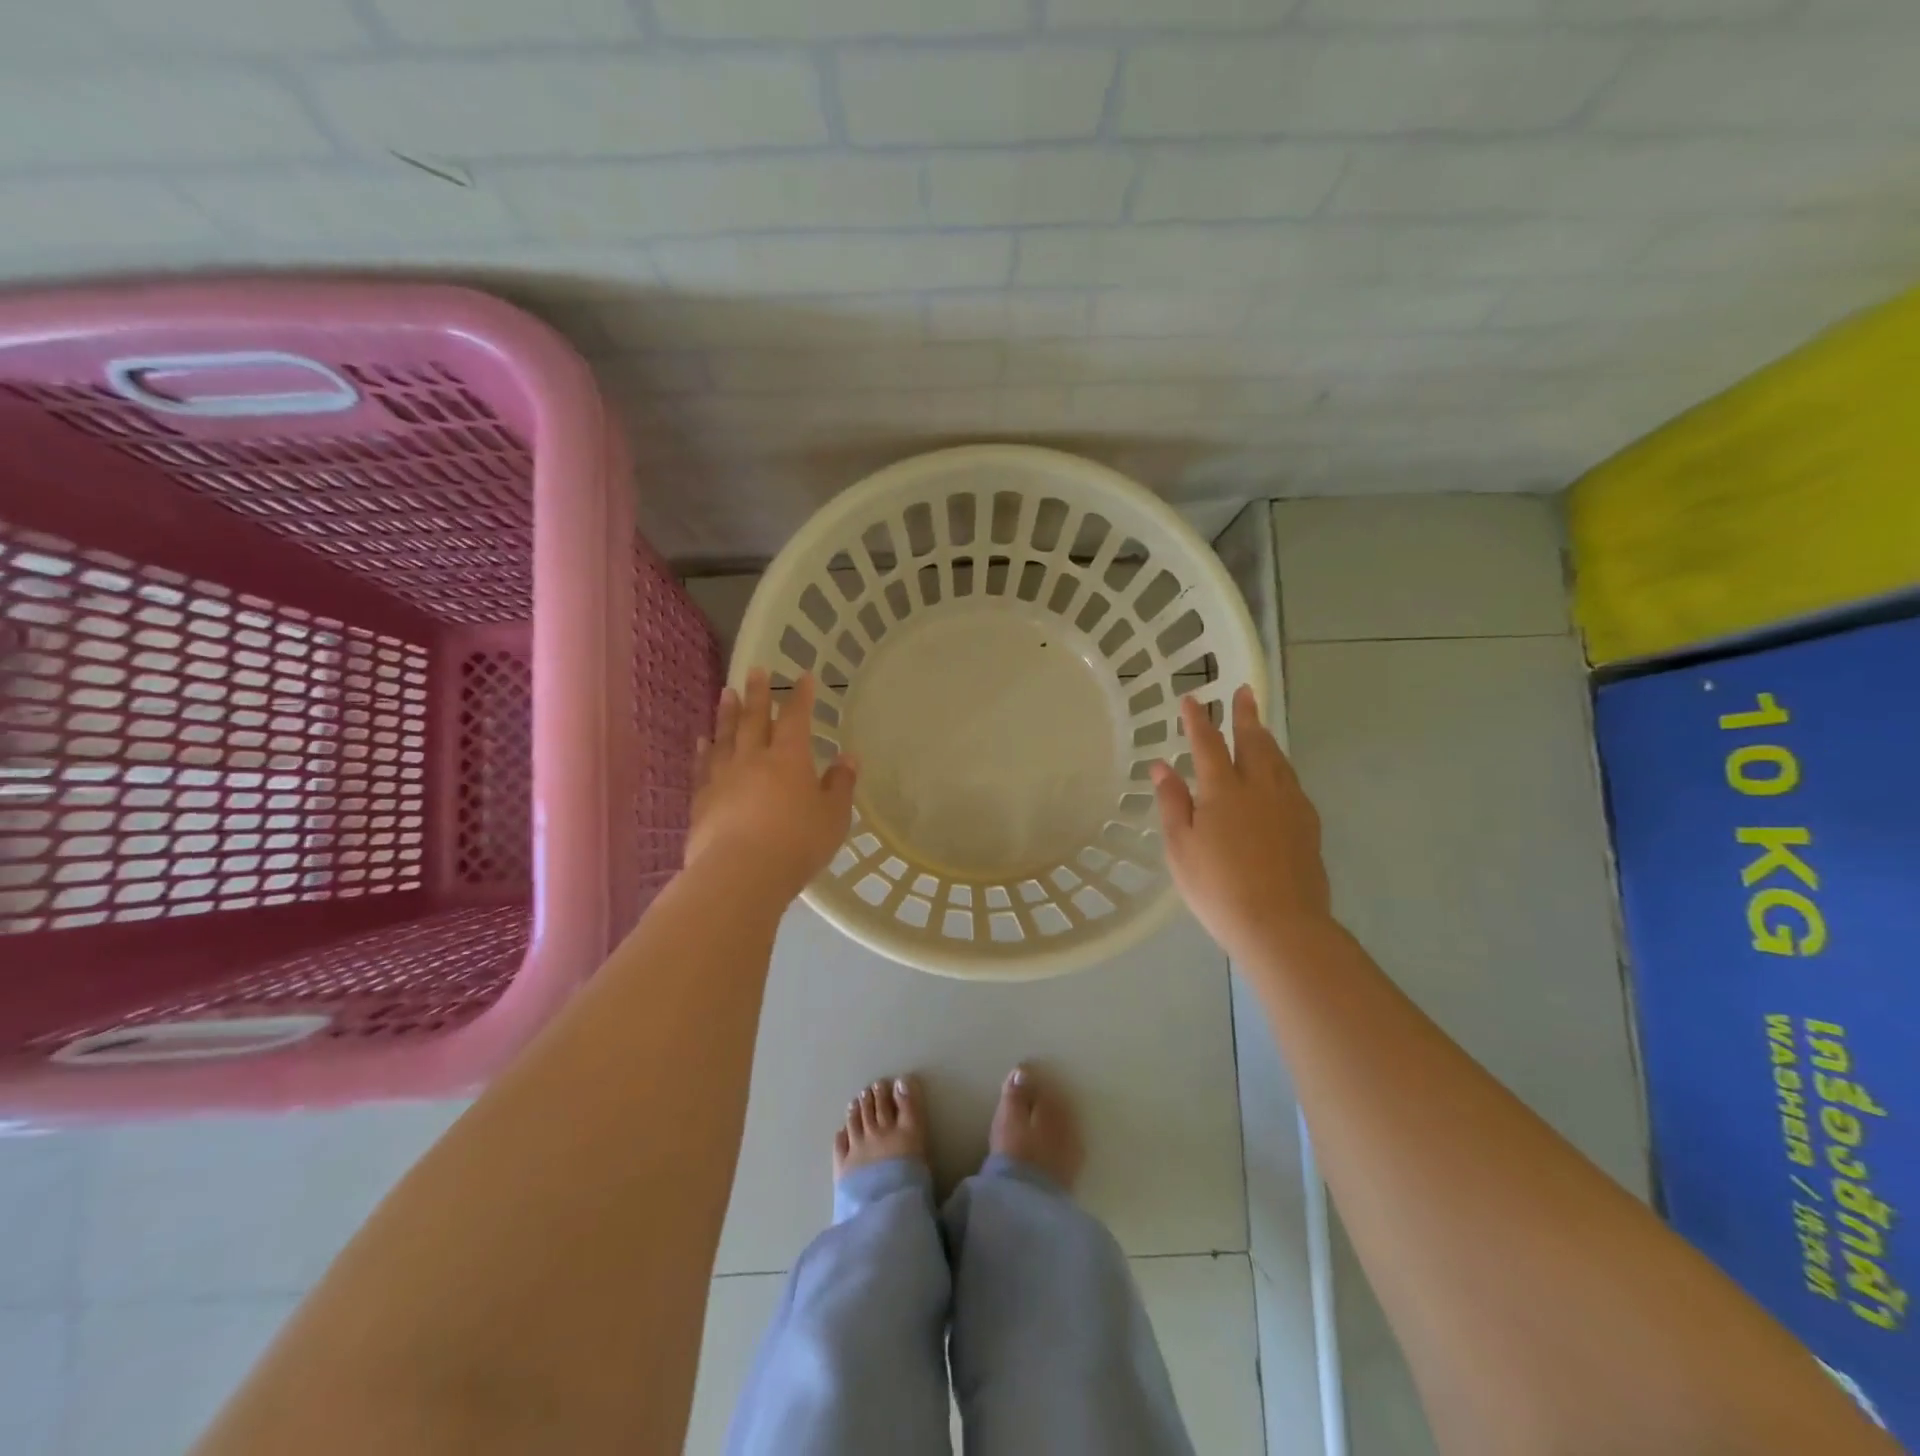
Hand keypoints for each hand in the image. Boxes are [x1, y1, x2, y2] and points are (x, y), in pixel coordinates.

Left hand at [685, 669, 857, 902]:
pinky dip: (704, 750)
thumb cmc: (797, 843)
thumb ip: (840, 785)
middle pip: (754, 718)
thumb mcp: (833, 816)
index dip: (800, 696)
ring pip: (725, 736)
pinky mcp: (702, 799)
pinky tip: (702, 741)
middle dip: (757, 692)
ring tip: (726, 692)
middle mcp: (754, 758)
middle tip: (755, 669)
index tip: (803, 675)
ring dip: (726, 713)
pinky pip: (702, 766)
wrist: (741, 873)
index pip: (796, 718)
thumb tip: (848, 757)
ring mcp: (723, 777)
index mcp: (790, 758)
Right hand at [1151, 685, 1334, 962]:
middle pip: (1253, 742)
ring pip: (1278, 760)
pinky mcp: (1308, 825)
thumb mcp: (1181, 847)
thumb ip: (1172, 803)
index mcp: (1223, 790)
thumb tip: (1162, 766)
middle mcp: (1260, 788)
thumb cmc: (1217, 888)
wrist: (1281, 924)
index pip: (1207, 744)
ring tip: (1260, 726)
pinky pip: (1293, 783)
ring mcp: (1289, 805)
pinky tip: (1280, 775)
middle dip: (1245, 716)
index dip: (1197, 720)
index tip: (1190, 698)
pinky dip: (1282, 767)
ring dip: (1266, 738)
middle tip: (1244, 692)